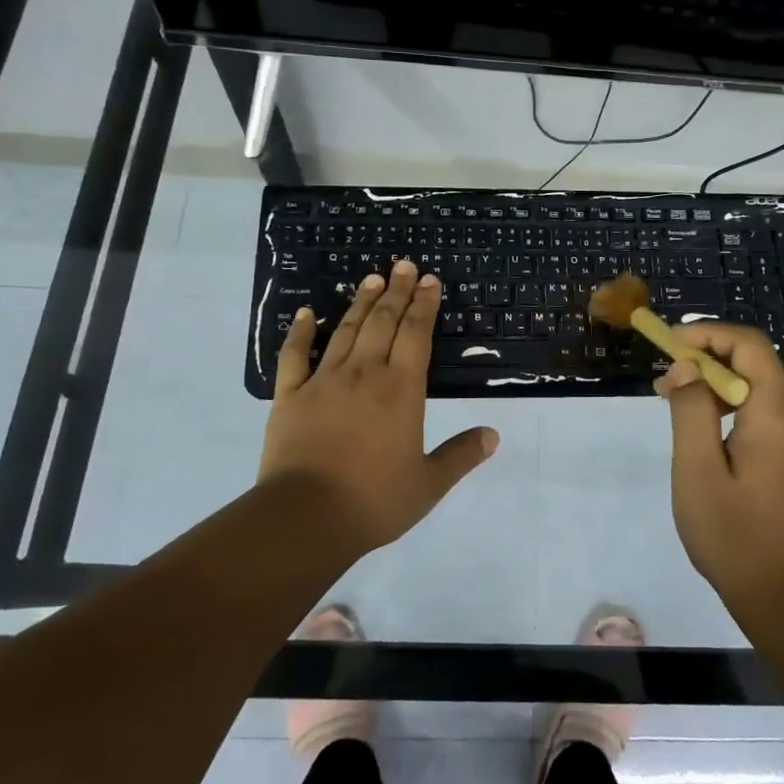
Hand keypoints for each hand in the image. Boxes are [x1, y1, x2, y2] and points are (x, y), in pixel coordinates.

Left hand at [260, 260, 497, 554]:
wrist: (306, 518)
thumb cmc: (374, 501)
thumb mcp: (429, 484)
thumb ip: (461, 455)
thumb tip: (493, 435)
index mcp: (401, 390)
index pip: (416, 335)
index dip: (424, 305)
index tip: (429, 280)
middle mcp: (364, 374)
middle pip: (383, 322)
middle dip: (396, 292)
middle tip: (403, 266)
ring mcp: (323, 381)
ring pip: (346, 331)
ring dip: (360, 303)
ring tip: (371, 278)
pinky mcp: (289, 396)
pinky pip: (294, 356)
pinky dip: (300, 332)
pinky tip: (306, 313)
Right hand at [654, 323, 783, 615]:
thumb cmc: (735, 534)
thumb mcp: (698, 470)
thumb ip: (691, 409)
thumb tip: (688, 367)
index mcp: (778, 413)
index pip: (749, 345)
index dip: (708, 334)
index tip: (669, 345)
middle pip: (752, 364)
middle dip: (704, 362)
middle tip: (661, 387)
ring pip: (755, 388)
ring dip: (714, 387)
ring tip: (673, 408)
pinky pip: (762, 412)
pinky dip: (729, 409)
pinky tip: (702, 434)